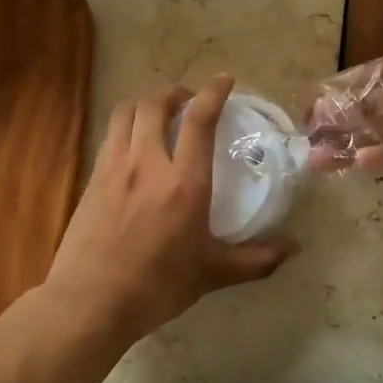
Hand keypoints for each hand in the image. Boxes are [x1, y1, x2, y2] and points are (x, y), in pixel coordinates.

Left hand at [44, 76, 297, 345]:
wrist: (89, 302)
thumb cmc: (157, 286)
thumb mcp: (212, 274)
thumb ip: (255, 260)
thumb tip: (293, 249)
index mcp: (184, 182)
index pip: (200, 120)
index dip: (213, 92)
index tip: (224, 80)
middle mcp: (148, 164)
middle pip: (155, 104)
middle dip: (174, 93)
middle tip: (188, 100)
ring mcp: (115, 168)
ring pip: (126, 113)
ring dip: (145, 103)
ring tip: (159, 113)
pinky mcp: (92, 180)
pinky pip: (110, 137)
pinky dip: (125, 127)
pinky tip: (133, 146)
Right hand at [305, 39, 382, 189]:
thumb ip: (372, 105)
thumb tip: (327, 110)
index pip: (366, 77)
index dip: (337, 95)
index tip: (310, 114)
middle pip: (371, 109)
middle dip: (340, 125)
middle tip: (310, 143)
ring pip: (382, 136)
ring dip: (354, 146)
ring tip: (321, 162)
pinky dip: (382, 159)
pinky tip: (361, 164)